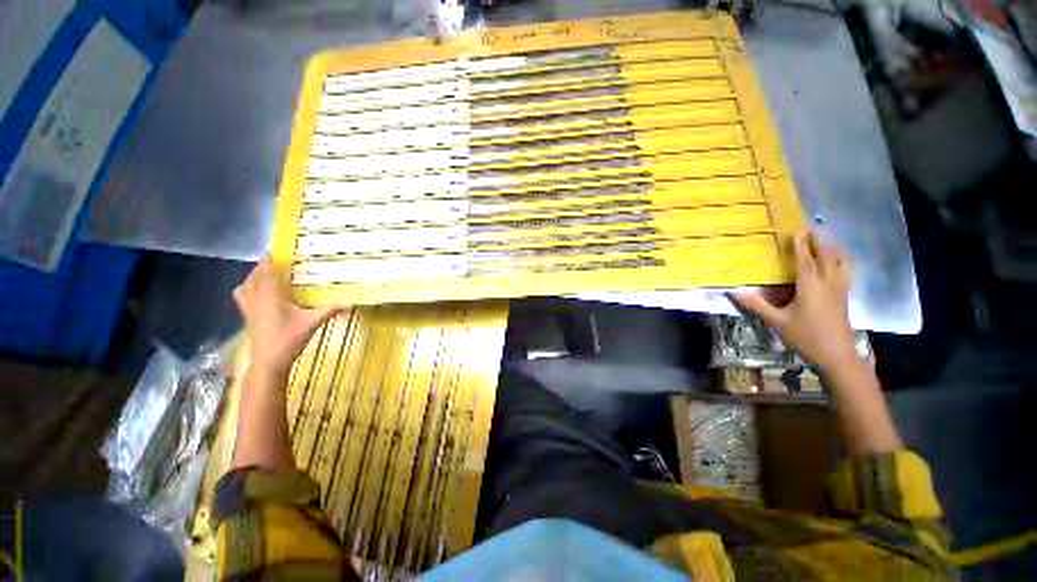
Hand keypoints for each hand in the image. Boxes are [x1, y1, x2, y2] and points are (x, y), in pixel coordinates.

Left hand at [233, 257, 342, 373]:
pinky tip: (253, 291)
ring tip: (265, 272)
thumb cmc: (289, 339)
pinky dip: (246, 288)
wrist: (269, 361)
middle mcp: (257, 298)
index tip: (277, 250)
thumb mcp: (313, 323)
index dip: (270, 260)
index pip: (268, 272)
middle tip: (277, 260)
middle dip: (264, 265)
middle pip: (256, 276)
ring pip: (246, 285)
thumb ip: (330, 310)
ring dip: (254, 275)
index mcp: (272, 296)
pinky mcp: (248, 316)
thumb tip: (350, 302)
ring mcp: (249, 308)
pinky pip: (242, 296)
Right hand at [734, 232, 856, 369]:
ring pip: (841, 262)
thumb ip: (757, 305)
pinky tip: (836, 262)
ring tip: (824, 242)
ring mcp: (840, 289)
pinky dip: (840, 260)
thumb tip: (735, 292)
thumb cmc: (805, 336)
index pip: (805, 261)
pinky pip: (845, 270)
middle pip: (827, 256)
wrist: (837, 354)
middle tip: (810, 230)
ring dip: (832, 249)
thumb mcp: (778, 321)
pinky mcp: (844, 295)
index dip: (800, 246)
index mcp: (811, 287)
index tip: (795, 232)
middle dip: (818, 242)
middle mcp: (829, 283)